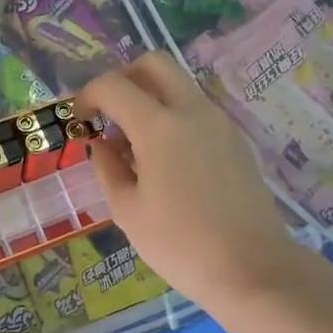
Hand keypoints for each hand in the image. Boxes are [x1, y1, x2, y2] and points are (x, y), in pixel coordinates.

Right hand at [77, 53, 308, 309]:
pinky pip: (196, 109)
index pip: (113, 85)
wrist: (251, 268)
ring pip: (179, 84)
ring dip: (150, 97)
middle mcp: (192, 111)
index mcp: (159, 126)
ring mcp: (219, 122)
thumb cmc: (179, 244)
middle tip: (109, 114)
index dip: (88, 95)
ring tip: (135, 145)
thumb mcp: (127, 210)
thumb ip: (107, 167)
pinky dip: (173, 116)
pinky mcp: (235, 139)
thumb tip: (100, 143)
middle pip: (154, 64)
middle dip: (124, 79)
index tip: (80, 120)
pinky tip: (166, 160)